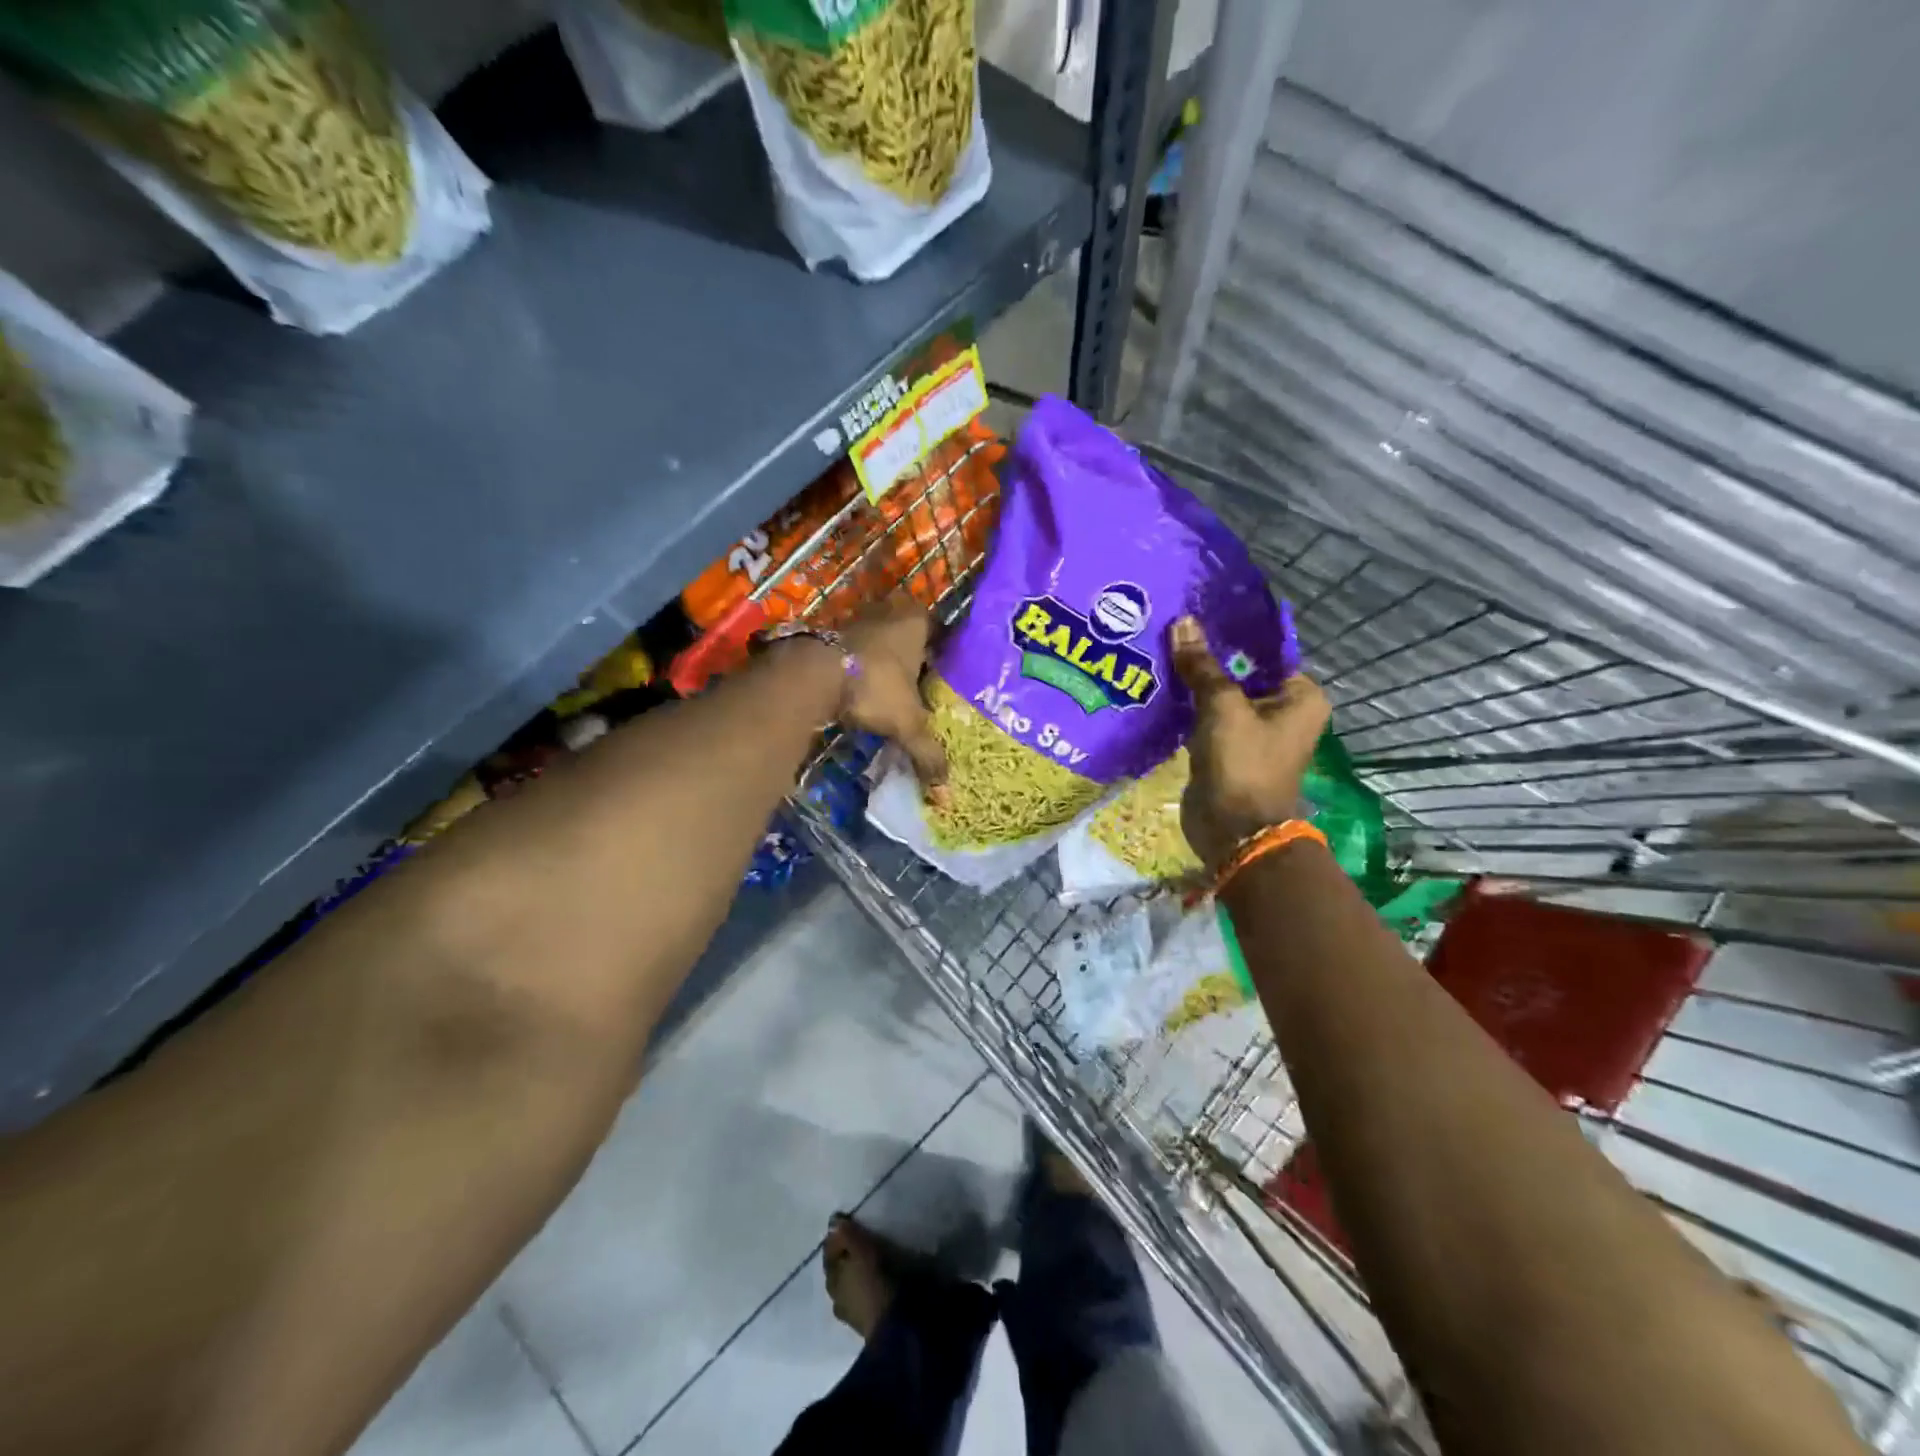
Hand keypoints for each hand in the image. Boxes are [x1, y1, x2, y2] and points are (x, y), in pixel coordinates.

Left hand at [840, 600, 948, 792]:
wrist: (812, 675)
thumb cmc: (874, 686)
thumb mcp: (908, 723)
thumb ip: (927, 752)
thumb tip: (944, 790)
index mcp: (916, 623)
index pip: (937, 632)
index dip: (939, 653)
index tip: (939, 676)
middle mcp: (889, 612)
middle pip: (906, 635)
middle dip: (909, 658)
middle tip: (915, 686)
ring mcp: (856, 618)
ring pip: (877, 640)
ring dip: (880, 661)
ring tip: (886, 690)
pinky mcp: (827, 632)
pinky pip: (851, 650)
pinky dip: (855, 666)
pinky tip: (857, 688)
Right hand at [1171, 615, 1329, 869]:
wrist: (1232, 829)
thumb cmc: (1242, 762)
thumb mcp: (1222, 707)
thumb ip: (1201, 665)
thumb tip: (1183, 622)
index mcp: (1300, 695)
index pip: (1265, 651)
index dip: (1231, 634)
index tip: (1197, 614)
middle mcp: (1284, 710)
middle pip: (1241, 672)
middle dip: (1208, 657)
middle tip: (1171, 630)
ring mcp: (1254, 732)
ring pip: (1221, 695)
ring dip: (1195, 682)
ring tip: (1161, 652)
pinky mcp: (1228, 748)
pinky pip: (1208, 717)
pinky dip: (1189, 706)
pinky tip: (1162, 687)